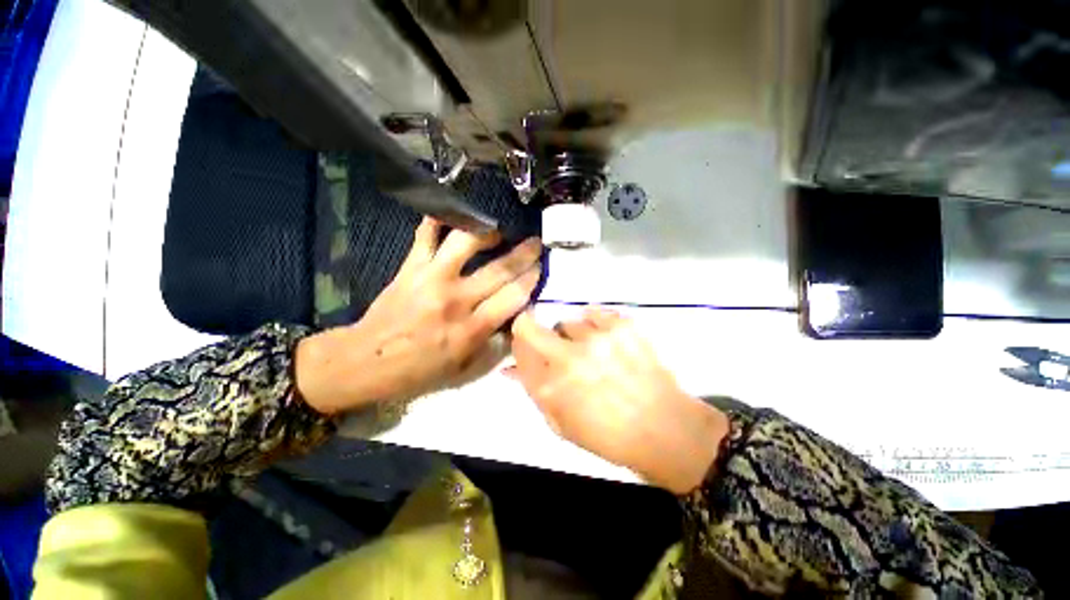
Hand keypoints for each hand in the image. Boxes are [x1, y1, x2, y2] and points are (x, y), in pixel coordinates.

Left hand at [297, 217, 541, 414]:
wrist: (368, 361)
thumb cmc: (421, 370)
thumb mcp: (465, 369)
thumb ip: (494, 344)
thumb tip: (514, 318)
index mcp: (472, 329)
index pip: (514, 296)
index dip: (532, 278)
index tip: (541, 267)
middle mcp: (456, 299)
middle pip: (499, 269)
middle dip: (524, 253)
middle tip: (536, 242)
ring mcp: (431, 278)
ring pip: (466, 242)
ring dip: (487, 233)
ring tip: (497, 232)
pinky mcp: (410, 267)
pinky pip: (426, 235)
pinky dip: (438, 220)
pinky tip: (451, 215)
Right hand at [510, 308, 729, 493]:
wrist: (665, 429)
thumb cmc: (608, 436)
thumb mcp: (562, 424)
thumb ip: (534, 392)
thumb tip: (511, 368)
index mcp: (550, 388)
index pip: (518, 352)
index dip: (519, 346)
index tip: (527, 347)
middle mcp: (567, 359)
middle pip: (529, 327)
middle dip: (530, 330)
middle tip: (550, 343)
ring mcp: (595, 338)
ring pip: (566, 323)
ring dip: (571, 336)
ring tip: (592, 352)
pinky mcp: (621, 326)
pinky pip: (593, 313)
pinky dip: (595, 324)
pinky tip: (606, 342)